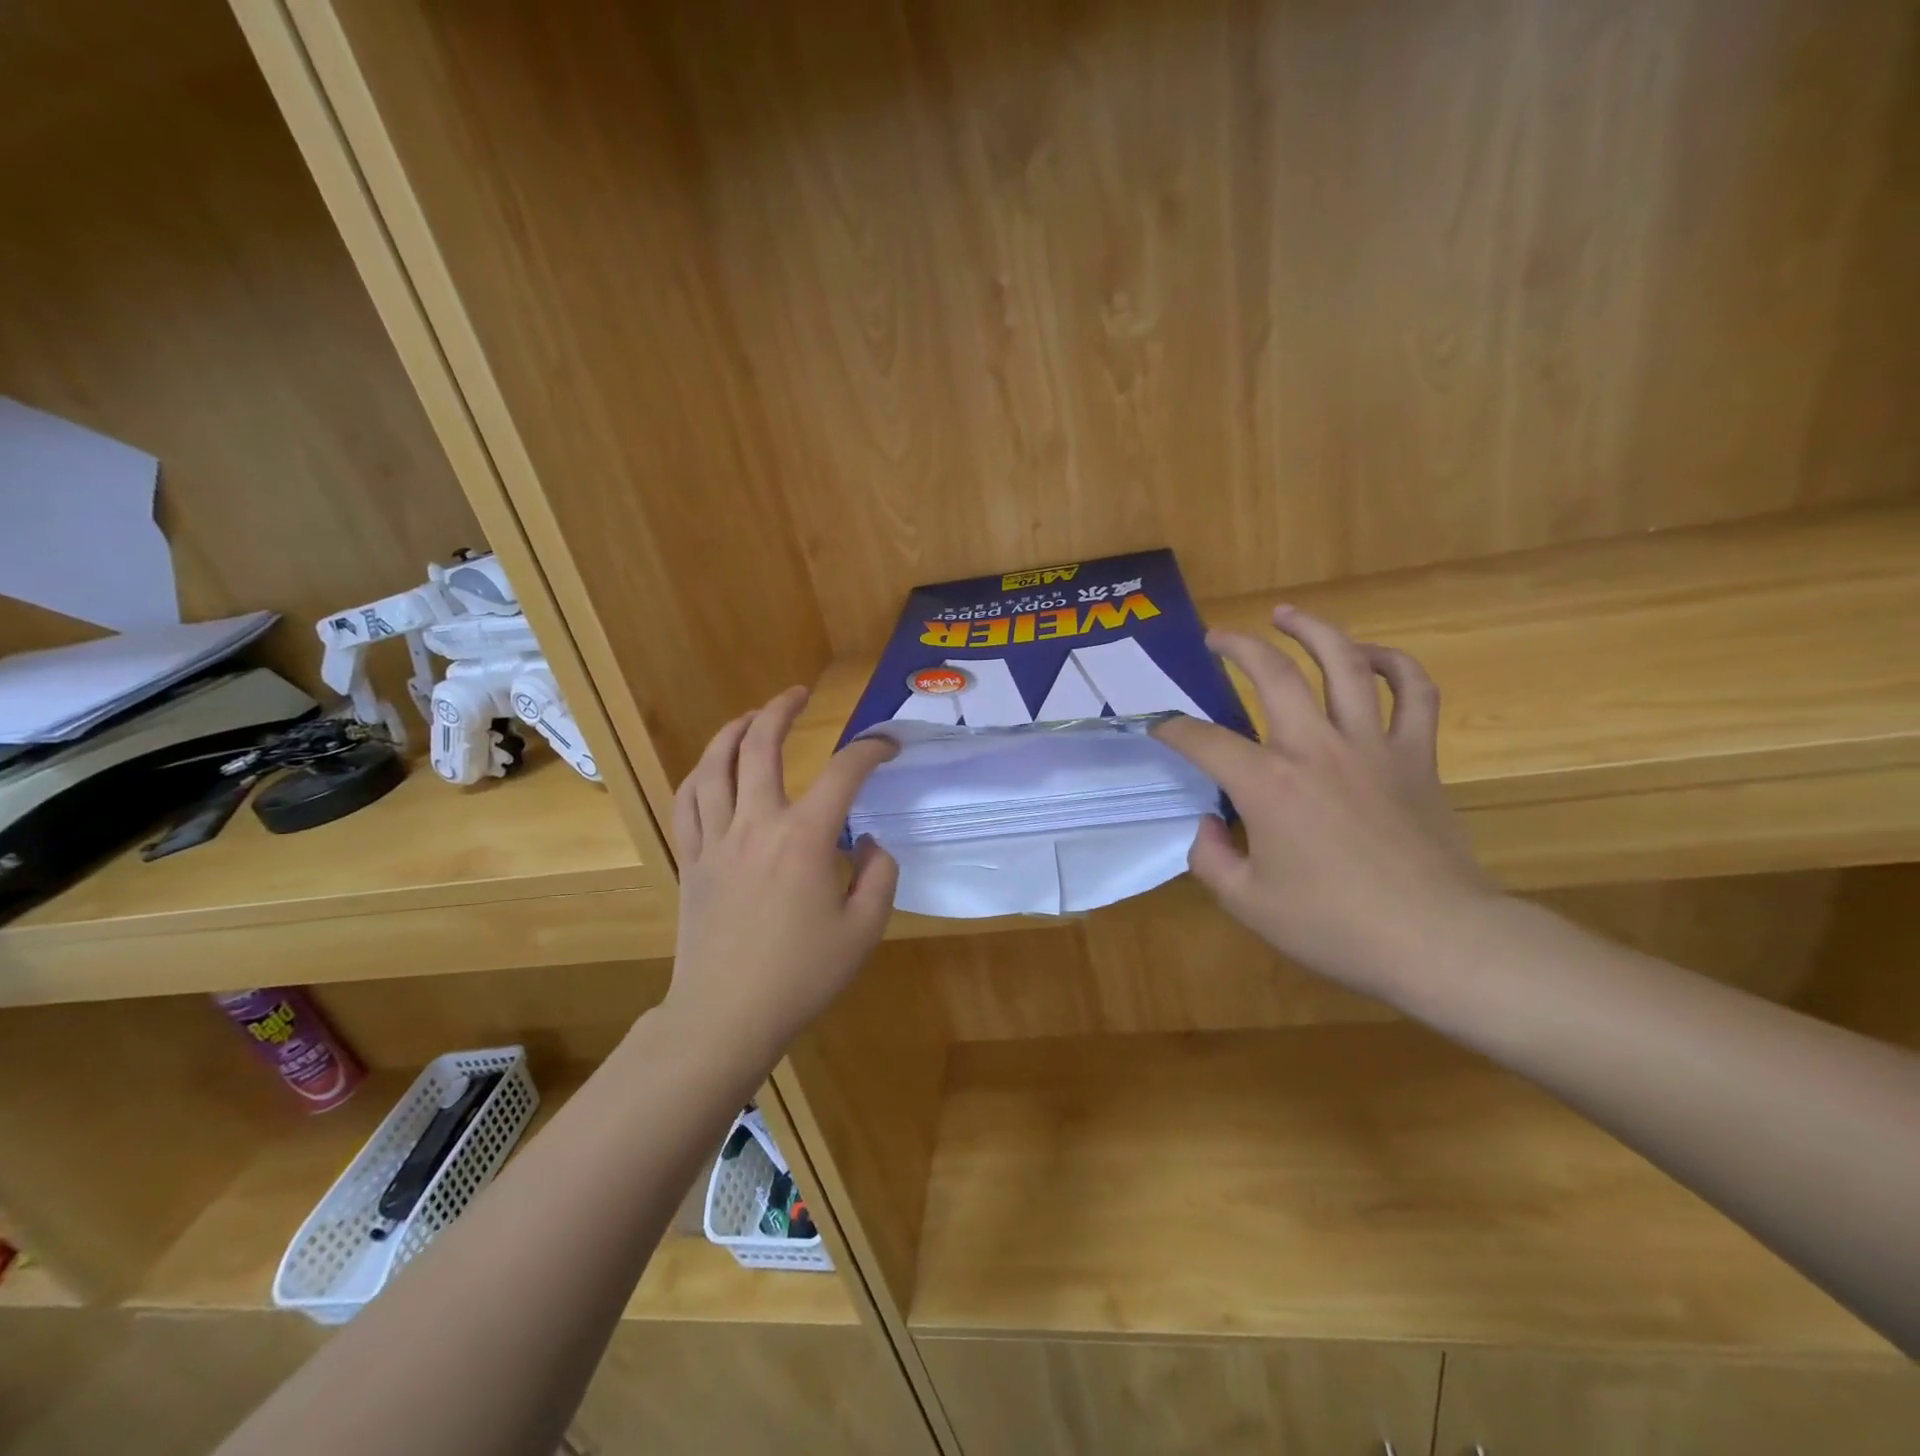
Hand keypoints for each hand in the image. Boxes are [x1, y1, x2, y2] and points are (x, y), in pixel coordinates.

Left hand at [666, 686, 897, 1060]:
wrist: (726, 1016)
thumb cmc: (801, 976)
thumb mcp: (864, 930)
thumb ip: (878, 875)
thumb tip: (867, 841)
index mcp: (804, 838)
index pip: (843, 772)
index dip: (870, 749)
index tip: (887, 745)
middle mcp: (756, 824)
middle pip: (761, 746)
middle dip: (782, 710)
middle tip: (799, 695)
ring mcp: (716, 839)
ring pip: (715, 764)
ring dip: (734, 730)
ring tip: (752, 715)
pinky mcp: (691, 859)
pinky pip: (687, 802)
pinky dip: (700, 773)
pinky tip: (712, 767)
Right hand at [1152, 606, 1496, 994]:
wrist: (1439, 940)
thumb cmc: (1335, 926)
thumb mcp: (1248, 903)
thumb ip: (1210, 858)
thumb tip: (1208, 824)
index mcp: (1267, 785)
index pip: (1204, 740)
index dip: (1173, 729)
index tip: (1158, 726)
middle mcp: (1316, 748)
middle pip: (1272, 674)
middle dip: (1237, 647)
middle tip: (1216, 638)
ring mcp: (1372, 745)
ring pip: (1344, 663)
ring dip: (1312, 631)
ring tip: (1288, 614)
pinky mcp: (1417, 756)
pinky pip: (1414, 692)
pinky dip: (1394, 664)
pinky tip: (1370, 656)